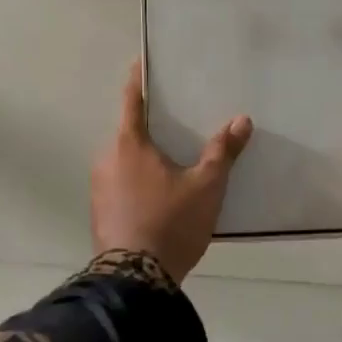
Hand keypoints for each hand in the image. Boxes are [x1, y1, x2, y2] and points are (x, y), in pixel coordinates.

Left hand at [91, 61, 253, 282]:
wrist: (133, 280)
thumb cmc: (170, 222)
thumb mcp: (206, 186)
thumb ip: (222, 151)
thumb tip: (242, 120)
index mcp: (128, 143)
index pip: (132, 98)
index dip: (138, 78)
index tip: (143, 61)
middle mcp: (106, 158)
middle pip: (128, 129)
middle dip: (148, 122)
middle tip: (175, 115)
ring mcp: (99, 186)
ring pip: (123, 158)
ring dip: (143, 153)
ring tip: (171, 154)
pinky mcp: (100, 210)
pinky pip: (120, 181)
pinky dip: (137, 177)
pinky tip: (158, 189)